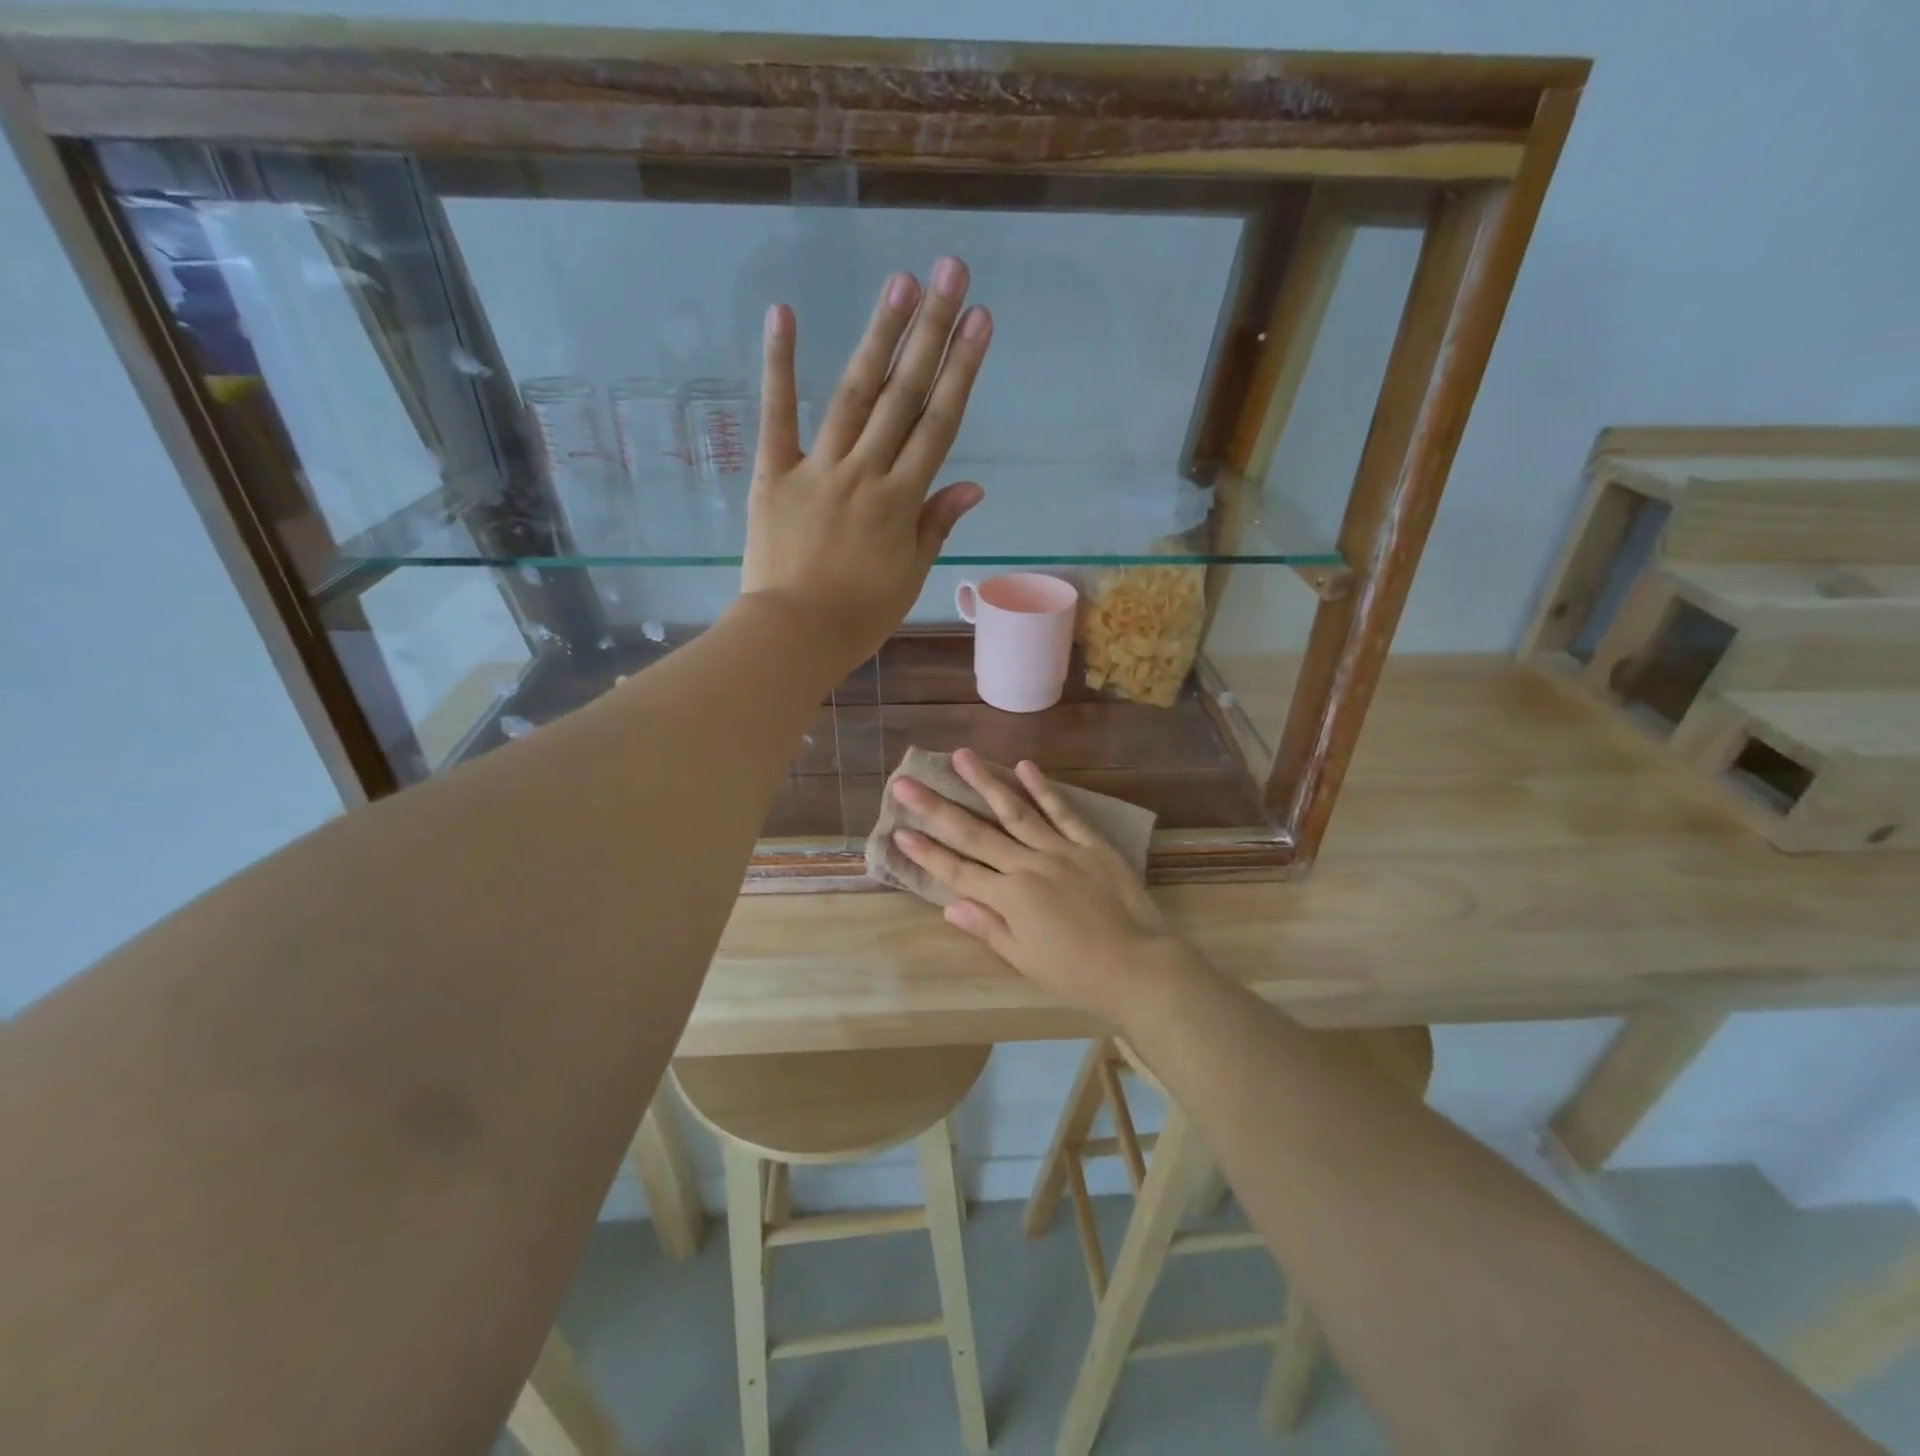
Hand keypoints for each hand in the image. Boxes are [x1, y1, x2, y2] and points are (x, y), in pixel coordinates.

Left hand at [741, 258, 991, 675]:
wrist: (795, 635)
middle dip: (931, 332)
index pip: (939, 424)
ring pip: (854, 394)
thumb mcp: (910, 575)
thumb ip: (936, 524)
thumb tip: (972, 484)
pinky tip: (784, 313)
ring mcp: (818, 468)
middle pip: (904, 395)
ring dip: (878, 336)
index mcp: (902, 500)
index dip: (963, 370)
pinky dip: (780, 365)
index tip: (982, 322)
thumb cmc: (859, 615)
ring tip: (900, 283)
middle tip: (950, 273)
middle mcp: (866, 472)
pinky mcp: (773, 472)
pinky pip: (776, 414)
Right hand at [890, 749, 1196, 1028]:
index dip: (926, 852)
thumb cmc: (1078, 974)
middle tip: (906, 781)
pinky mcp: (1091, 844)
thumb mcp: (1025, 960)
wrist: (1140, 967)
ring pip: (1015, 811)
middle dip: (936, 808)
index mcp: (1010, 898)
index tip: (898, 830)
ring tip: (961, 756)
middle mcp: (1028, 866)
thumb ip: (988, 928)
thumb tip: (950, 906)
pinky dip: (1044, 789)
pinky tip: (1024, 766)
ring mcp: (1061, 850)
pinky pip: (1064, 812)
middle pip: (975, 833)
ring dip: (985, 782)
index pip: (957, 871)